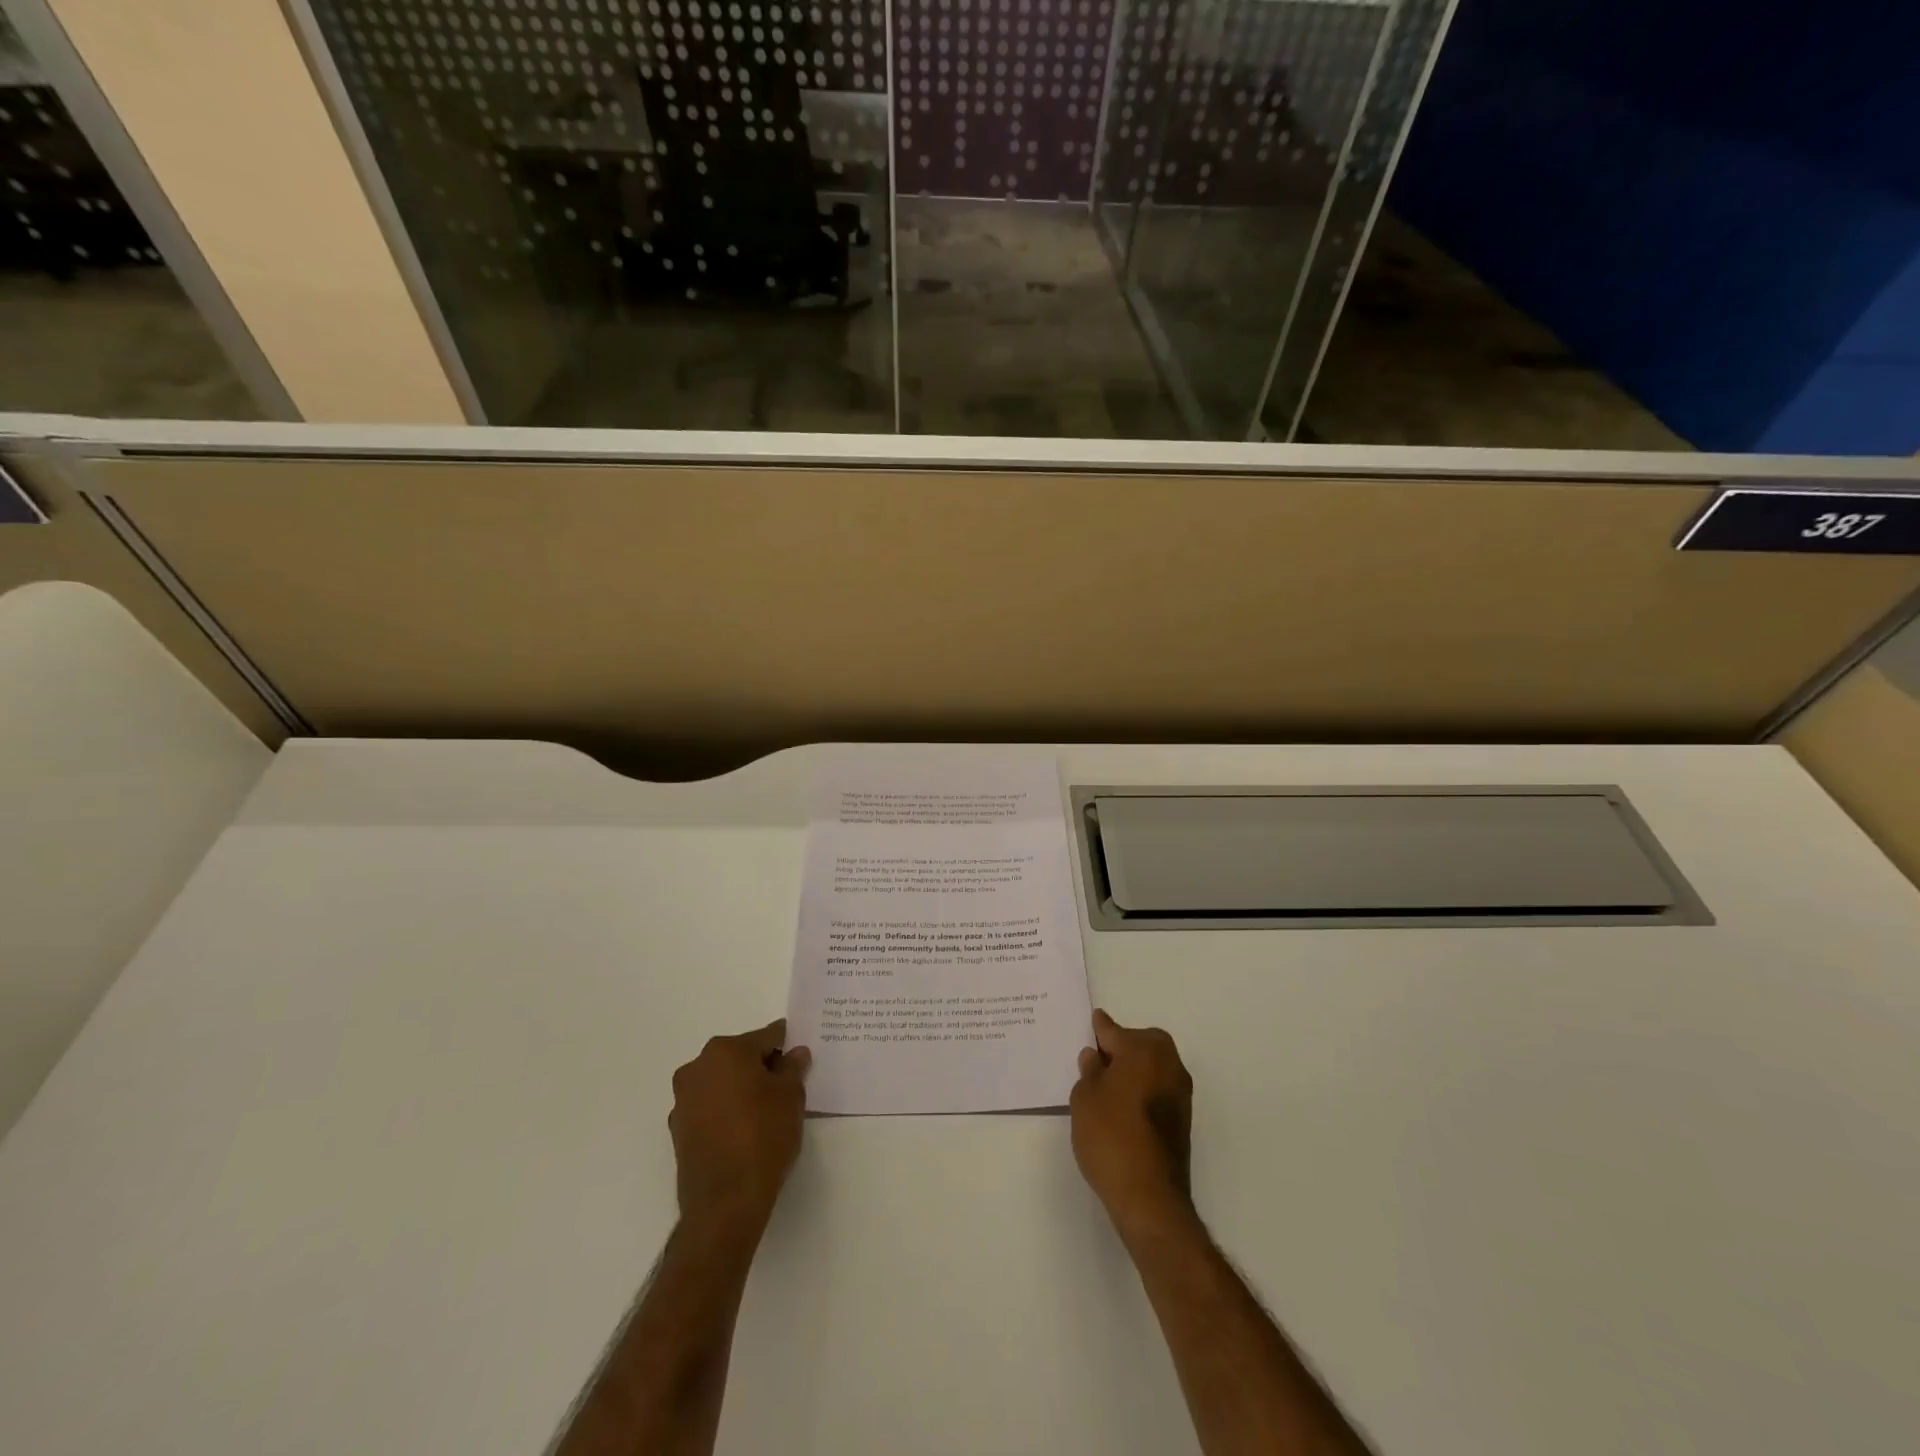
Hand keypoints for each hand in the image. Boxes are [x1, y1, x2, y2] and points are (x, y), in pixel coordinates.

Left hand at [668, 1019, 810, 1232]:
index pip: (766, 1037)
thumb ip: (793, 1068)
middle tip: (786, 1087)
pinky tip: (744, 1131)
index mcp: (726, 1051)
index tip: (800, 1058)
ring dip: (742, 1089)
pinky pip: (709, 1107)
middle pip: (740, 1057)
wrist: (725, 1203)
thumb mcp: (791, 1096)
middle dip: (762, 1067)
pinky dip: (726, 1111)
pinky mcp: (679, 1129)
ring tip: (766, 1112)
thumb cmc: (763, 1137)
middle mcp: (698, 1068)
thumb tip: (795, 1053)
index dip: (787, 1046)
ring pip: (722, 1082)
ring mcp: (684, 1099)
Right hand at [1070, 1009, 1194, 1235]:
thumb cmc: (1110, 1137)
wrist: (1150, 1197)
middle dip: (1119, 1048)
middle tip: (1095, 1063)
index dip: (1098, 1029)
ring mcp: (1180, 1091)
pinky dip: (1142, 1090)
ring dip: (1133, 1070)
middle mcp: (1168, 1062)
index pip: (1113, 1031)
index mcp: (1143, 1049)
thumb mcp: (1085, 1098)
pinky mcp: (1183, 1118)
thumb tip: (1096, 1057)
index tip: (1092, 1022)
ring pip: (1151, 1066)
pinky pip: (1157, 1089)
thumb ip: (1090, 1071)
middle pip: (1139, 1044)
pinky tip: (1123, 1108)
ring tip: (1106, 1088)